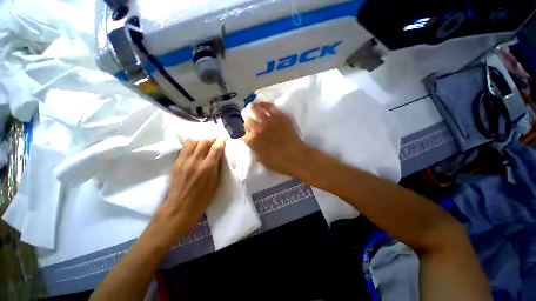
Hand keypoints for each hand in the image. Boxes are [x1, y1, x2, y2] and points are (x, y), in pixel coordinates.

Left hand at [149, 136, 226, 246]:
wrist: (180, 207)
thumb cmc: (202, 198)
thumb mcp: (216, 183)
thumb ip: (218, 167)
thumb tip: (220, 156)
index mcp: (208, 167)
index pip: (216, 148)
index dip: (221, 140)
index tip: (225, 136)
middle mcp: (196, 161)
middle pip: (204, 141)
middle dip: (212, 136)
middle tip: (217, 135)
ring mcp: (184, 161)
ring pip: (193, 142)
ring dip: (202, 137)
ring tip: (206, 137)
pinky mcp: (177, 162)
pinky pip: (185, 147)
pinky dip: (192, 142)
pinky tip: (195, 142)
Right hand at [242, 101, 310, 177]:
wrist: (297, 158)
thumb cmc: (279, 163)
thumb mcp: (261, 160)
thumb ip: (254, 149)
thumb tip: (251, 142)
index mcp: (253, 141)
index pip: (241, 133)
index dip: (241, 132)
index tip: (243, 132)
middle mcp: (258, 128)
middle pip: (247, 120)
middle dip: (245, 120)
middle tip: (247, 120)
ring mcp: (269, 121)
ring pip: (256, 109)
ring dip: (251, 108)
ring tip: (251, 106)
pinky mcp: (280, 117)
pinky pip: (270, 107)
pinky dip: (264, 104)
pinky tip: (262, 104)